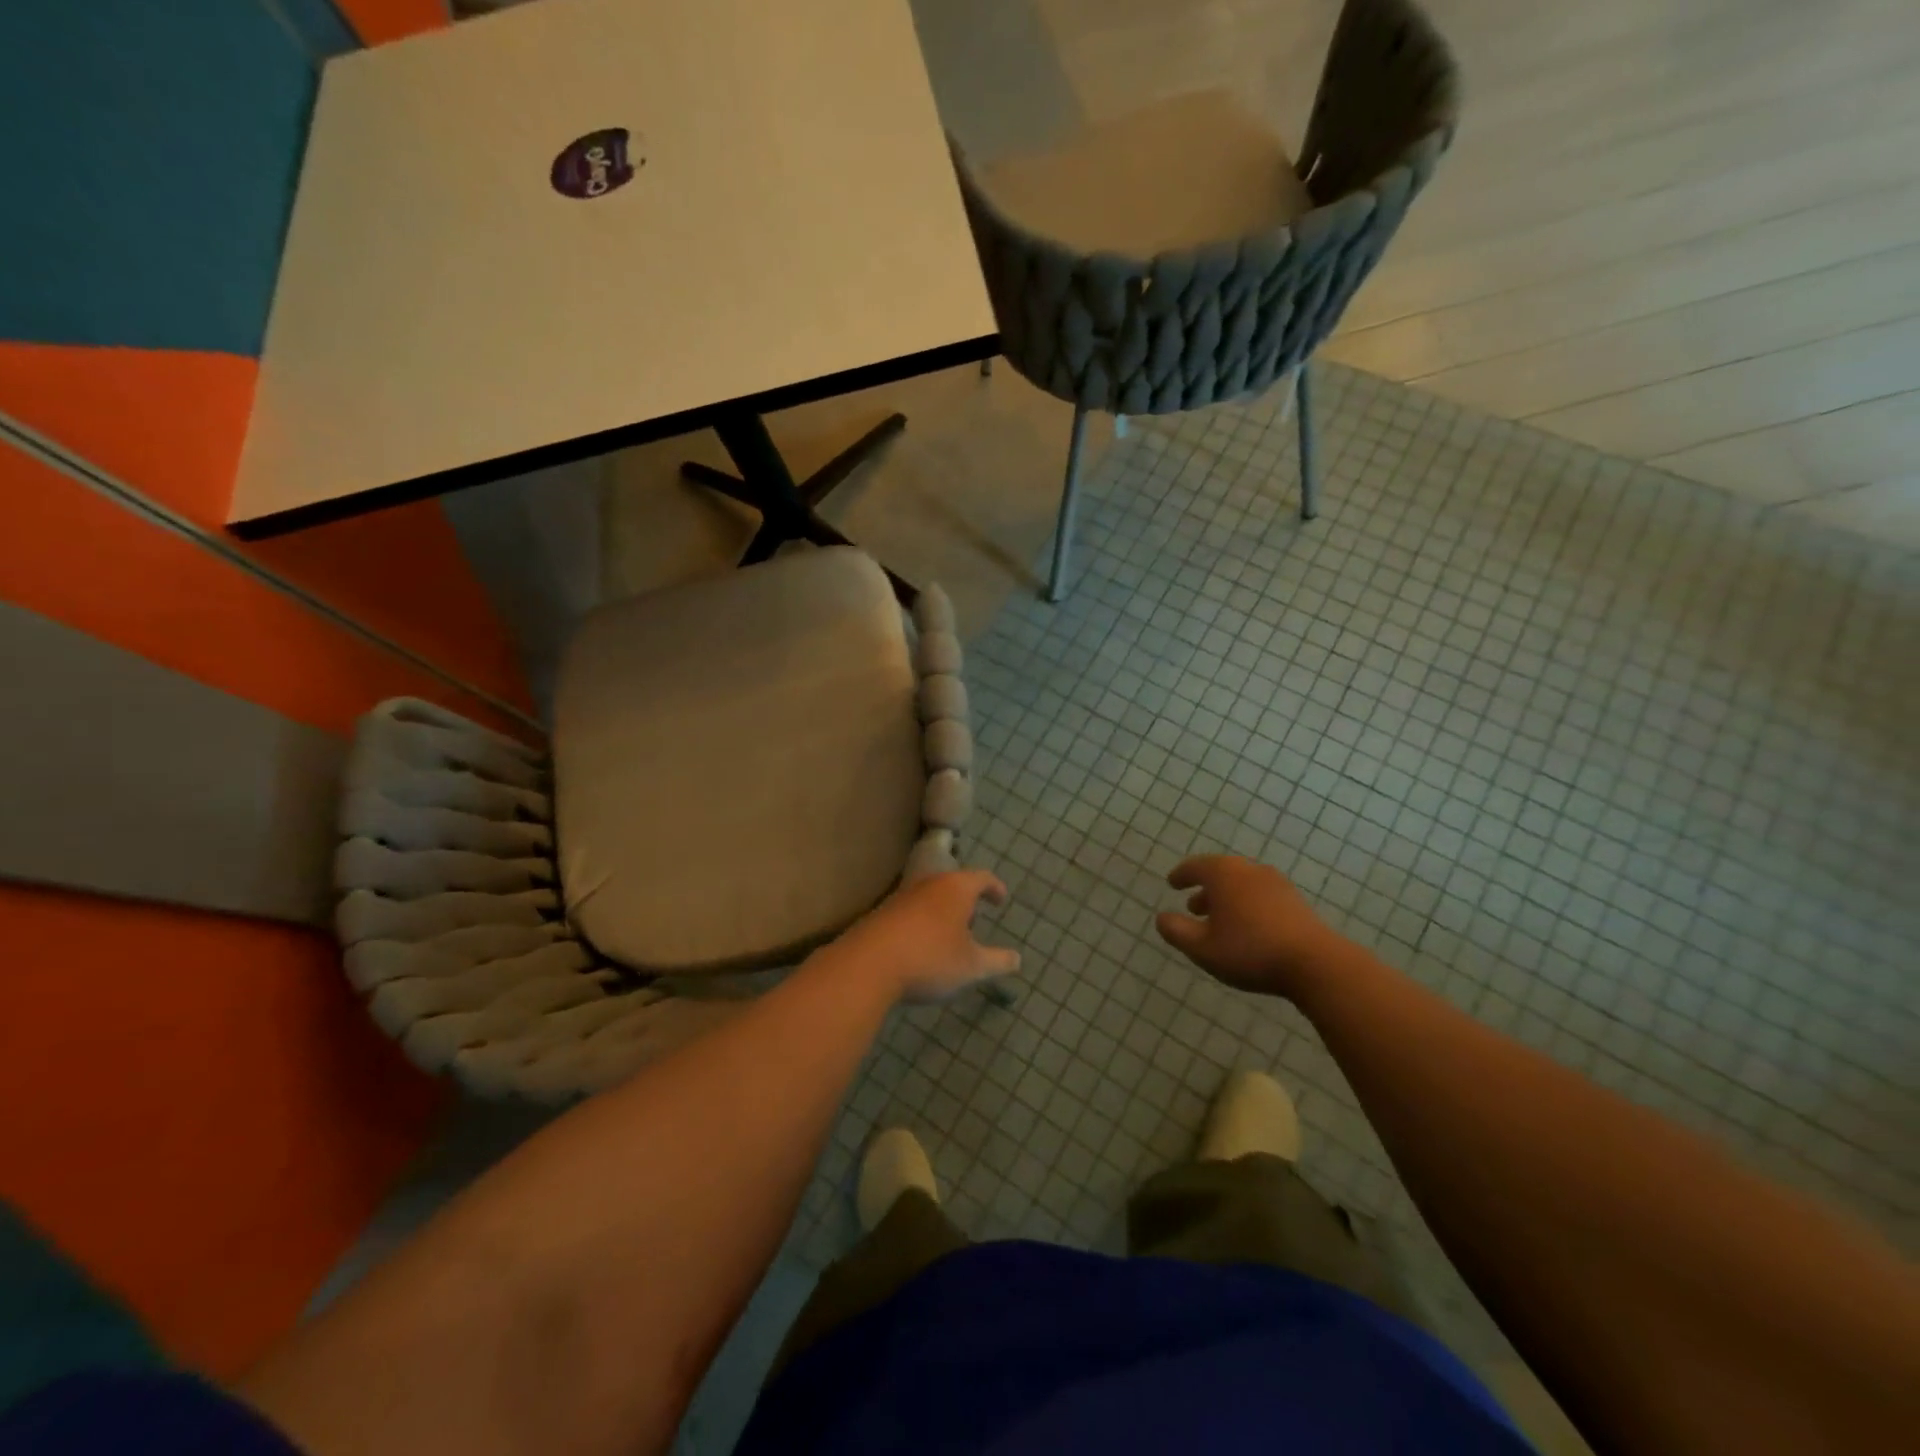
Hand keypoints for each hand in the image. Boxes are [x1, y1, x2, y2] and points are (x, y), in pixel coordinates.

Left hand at [834, 871, 1020, 1003]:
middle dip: (966, 899)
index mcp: (956, 888)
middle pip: (952, 883)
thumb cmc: (930, 959)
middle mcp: (928, 884)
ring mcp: (901, 897)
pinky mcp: (881, 914)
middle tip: (975, 918)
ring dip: (942, 911)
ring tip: (949, 935)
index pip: (981, 877)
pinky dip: (922, 923)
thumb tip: (1017, 959)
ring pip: (929, 896)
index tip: (1000, 900)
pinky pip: (910, 912)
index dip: (994, 887)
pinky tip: (921, 946)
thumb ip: (997, 961)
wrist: (867, 965)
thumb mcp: (972, 966)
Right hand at [1156, 855, 1341, 999]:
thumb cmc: (1249, 951)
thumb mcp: (1201, 948)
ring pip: (1242, 885)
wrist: (1314, 963)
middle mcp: (1249, 870)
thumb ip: (1176, 931)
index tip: (1172, 883)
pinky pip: (1261, 896)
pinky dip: (1247, 905)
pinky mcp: (1295, 901)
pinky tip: (1248, 928)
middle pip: (1221, 873)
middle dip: (1205, 889)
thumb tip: (1162, 918)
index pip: (1195, 866)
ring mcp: (1276, 884)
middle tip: (1193, 907)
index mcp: (1223, 874)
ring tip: (1220, 921)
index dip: (1181, 875)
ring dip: (1227, 899)